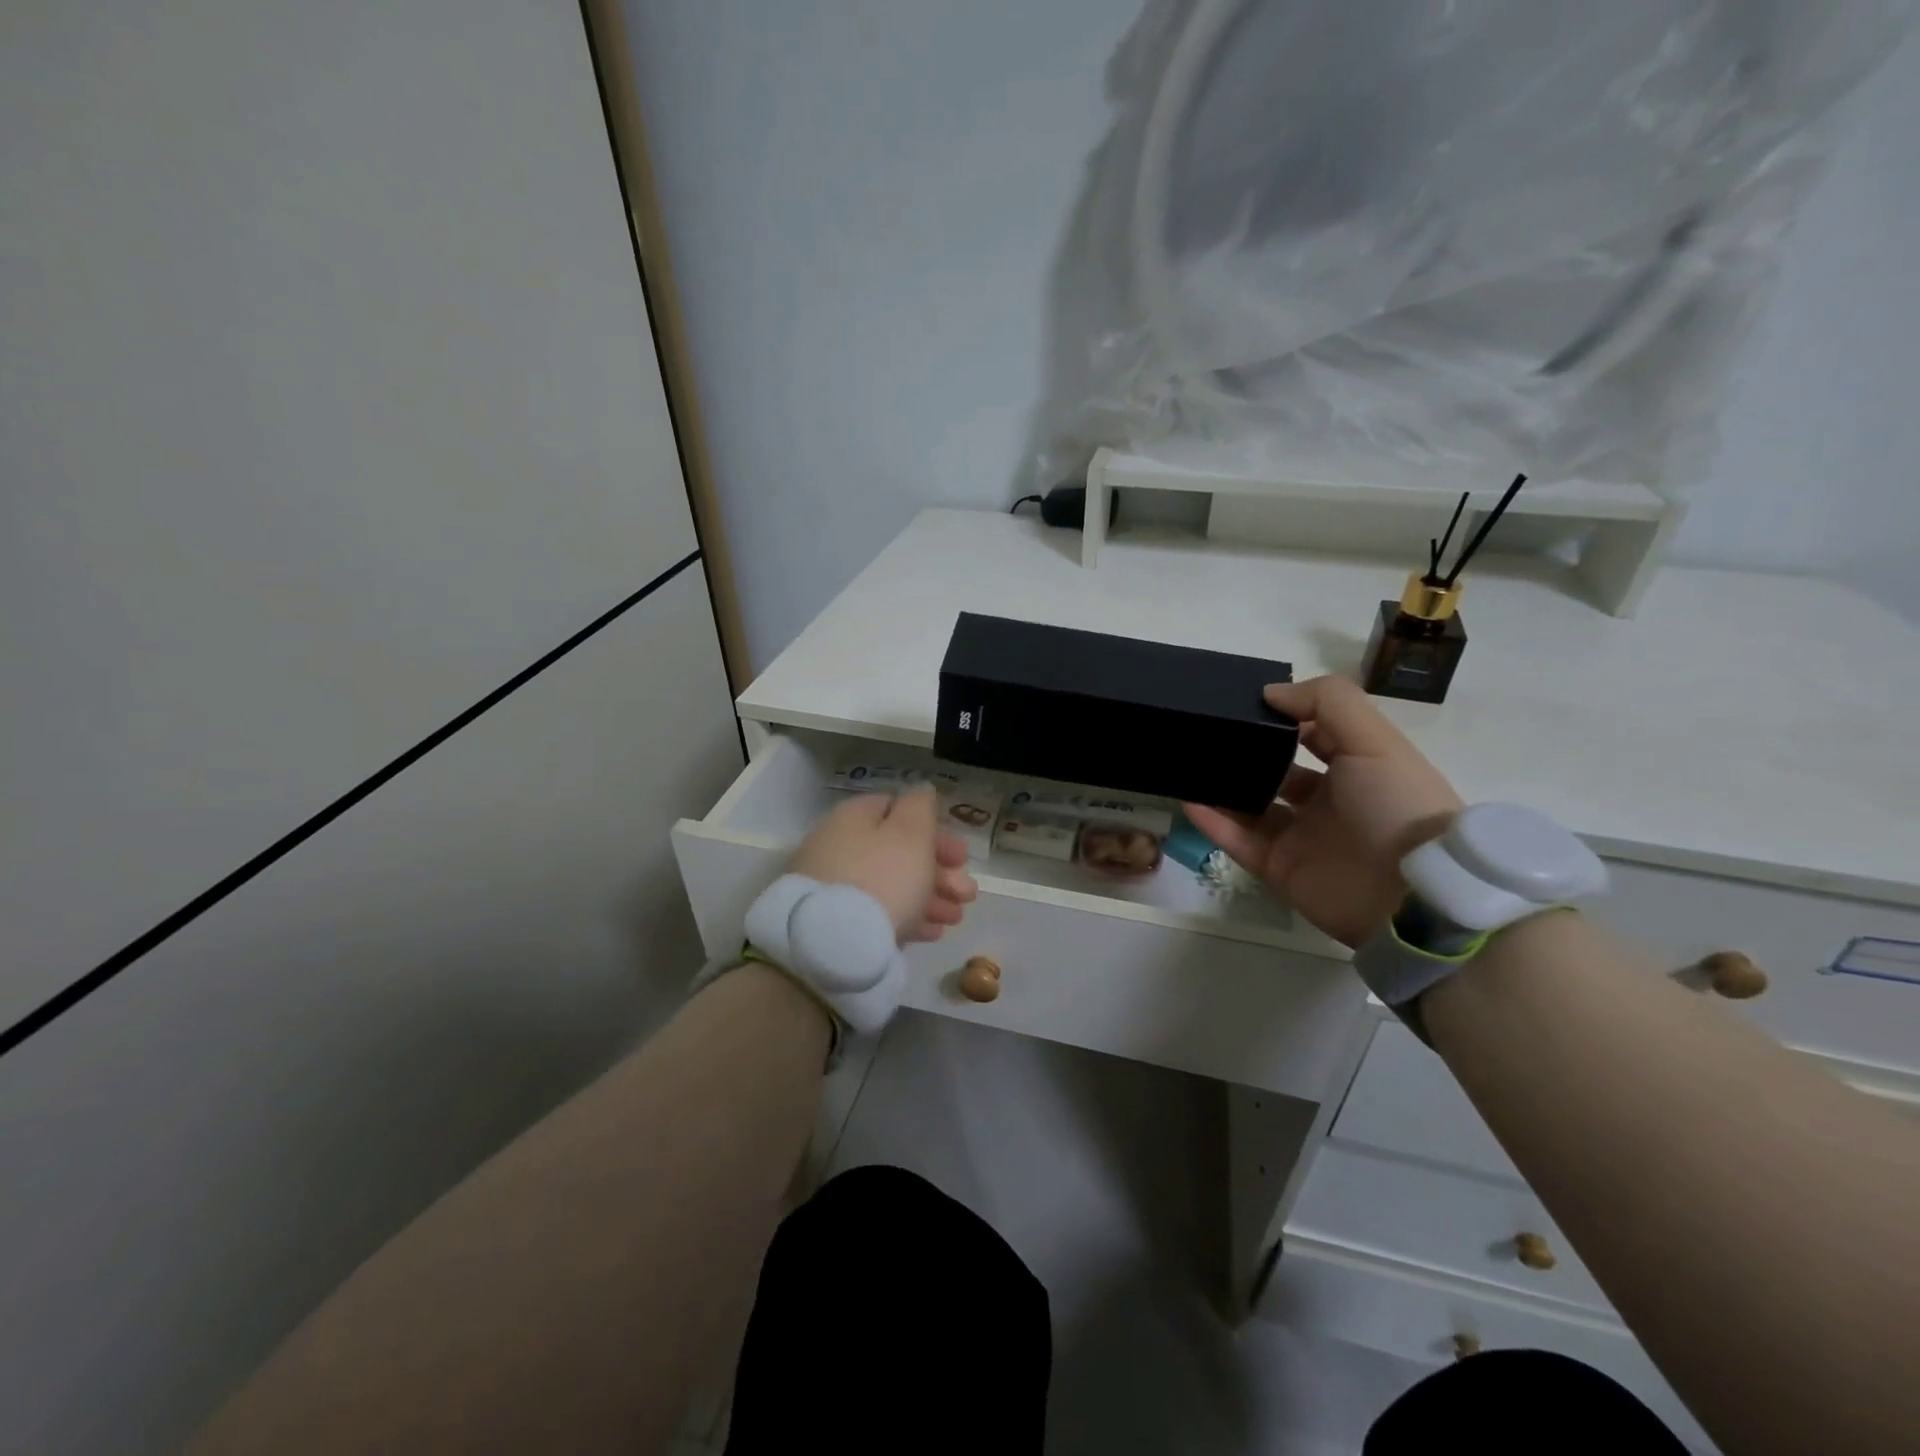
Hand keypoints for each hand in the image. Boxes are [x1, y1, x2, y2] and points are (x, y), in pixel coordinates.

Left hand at [789, 785, 978, 942]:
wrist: (834, 941)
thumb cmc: (883, 876)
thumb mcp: (911, 832)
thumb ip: (920, 806)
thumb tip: (921, 790)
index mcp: (855, 817)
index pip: (898, 811)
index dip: (935, 831)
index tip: (962, 856)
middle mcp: (840, 845)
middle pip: (897, 851)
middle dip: (939, 870)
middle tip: (968, 892)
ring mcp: (834, 885)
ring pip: (890, 883)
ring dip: (929, 896)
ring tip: (956, 917)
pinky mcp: (834, 920)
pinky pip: (877, 911)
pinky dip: (907, 916)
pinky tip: (932, 932)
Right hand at [1185, 677, 1462, 948]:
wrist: (1411, 896)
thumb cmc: (1396, 805)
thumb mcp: (1374, 740)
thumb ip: (1327, 703)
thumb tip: (1269, 693)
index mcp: (1356, 769)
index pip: (1312, 735)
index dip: (1283, 718)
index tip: (1243, 704)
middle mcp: (1328, 802)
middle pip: (1275, 772)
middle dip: (1245, 755)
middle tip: (1206, 735)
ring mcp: (1301, 837)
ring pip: (1250, 807)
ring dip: (1221, 788)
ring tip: (1186, 765)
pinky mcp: (1279, 868)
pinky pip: (1238, 841)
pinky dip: (1212, 822)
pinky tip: (1188, 800)